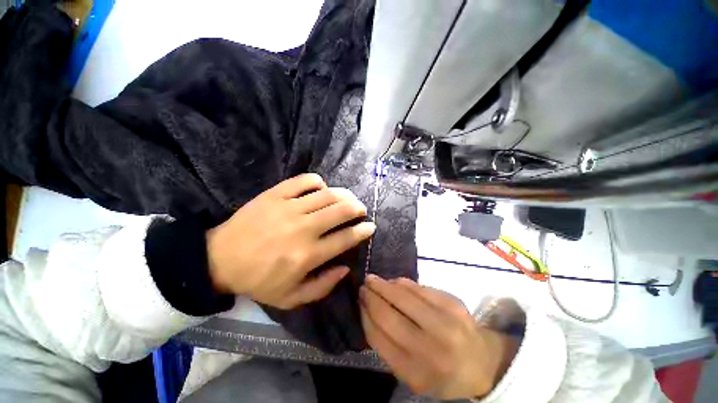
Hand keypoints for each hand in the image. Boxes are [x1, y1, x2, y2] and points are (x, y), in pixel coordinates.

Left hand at [207, 173, 375, 309]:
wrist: (220, 259)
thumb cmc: (258, 280)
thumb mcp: (291, 297)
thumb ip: (323, 286)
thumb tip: (346, 269)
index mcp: (308, 255)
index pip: (346, 238)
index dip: (363, 231)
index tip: (370, 227)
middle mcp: (303, 228)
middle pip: (341, 211)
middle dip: (358, 208)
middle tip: (361, 210)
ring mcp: (289, 208)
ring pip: (328, 194)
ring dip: (344, 194)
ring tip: (348, 198)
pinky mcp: (275, 195)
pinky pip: (304, 181)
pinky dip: (318, 182)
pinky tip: (321, 188)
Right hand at [360, 276, 518, 399]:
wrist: (483, 362)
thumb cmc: (442, 372)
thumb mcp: (412, 374)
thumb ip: (388, 348)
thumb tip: (369, 312)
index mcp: (416, 372)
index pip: (378, 337)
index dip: (365, 315)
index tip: (359, 302)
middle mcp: (430, 347)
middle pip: (388, 314)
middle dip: (371, 296)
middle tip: (363, 286)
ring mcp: (444, 322)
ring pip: (402, 295)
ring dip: (384, 284)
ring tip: (374, 280)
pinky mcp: (452, 302)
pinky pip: (419, 287)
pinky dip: (402, 283)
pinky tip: (395, 282)